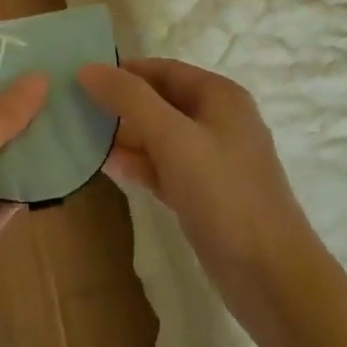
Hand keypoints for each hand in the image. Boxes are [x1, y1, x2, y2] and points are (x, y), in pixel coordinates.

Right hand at [79, 59, 314, 329]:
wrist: (271, 278)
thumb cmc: (224, 195)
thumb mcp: (173, 138)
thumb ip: (129, 99)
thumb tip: (87, 68)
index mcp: (219, 96)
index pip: (162, 69)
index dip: (122, 71)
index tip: (80, 79)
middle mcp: (218, 121)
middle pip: (159, 101)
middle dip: (120, 105)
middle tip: (75, 110)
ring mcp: (213, 161)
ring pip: (160, 136)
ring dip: (125, 136)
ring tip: (82, 138)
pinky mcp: (205, 195)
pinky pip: (165, 168)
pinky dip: (139, 165)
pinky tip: (108, 168)